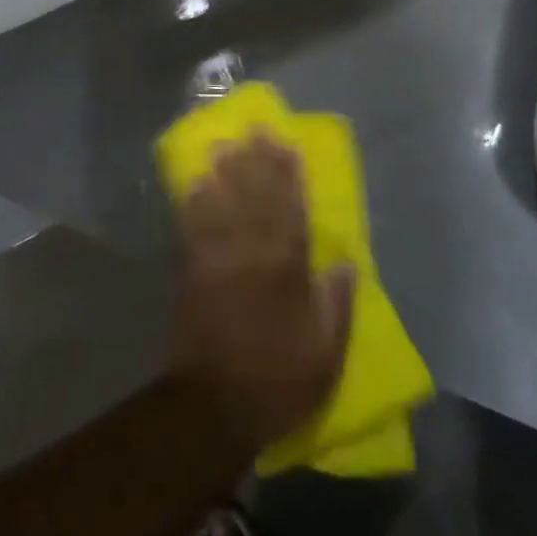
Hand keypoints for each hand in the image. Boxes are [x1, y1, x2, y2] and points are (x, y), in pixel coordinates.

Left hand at [169, 133, 354, 453]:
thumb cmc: (277, 381)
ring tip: (226, 142)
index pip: (292, 212)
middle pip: (256, 198)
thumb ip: (337, 305)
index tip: (288, 145)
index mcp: (287, 271)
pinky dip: (194, 202)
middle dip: (258, 161)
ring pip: (224, 204)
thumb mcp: (326, 354)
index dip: (290, 176)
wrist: (214, 405)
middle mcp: (252, 255)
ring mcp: (217, 259)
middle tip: (257, 129)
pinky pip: (193, 228)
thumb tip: (345, 262)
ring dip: (226, 172)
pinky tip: (195, 181)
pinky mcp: (191, 272)